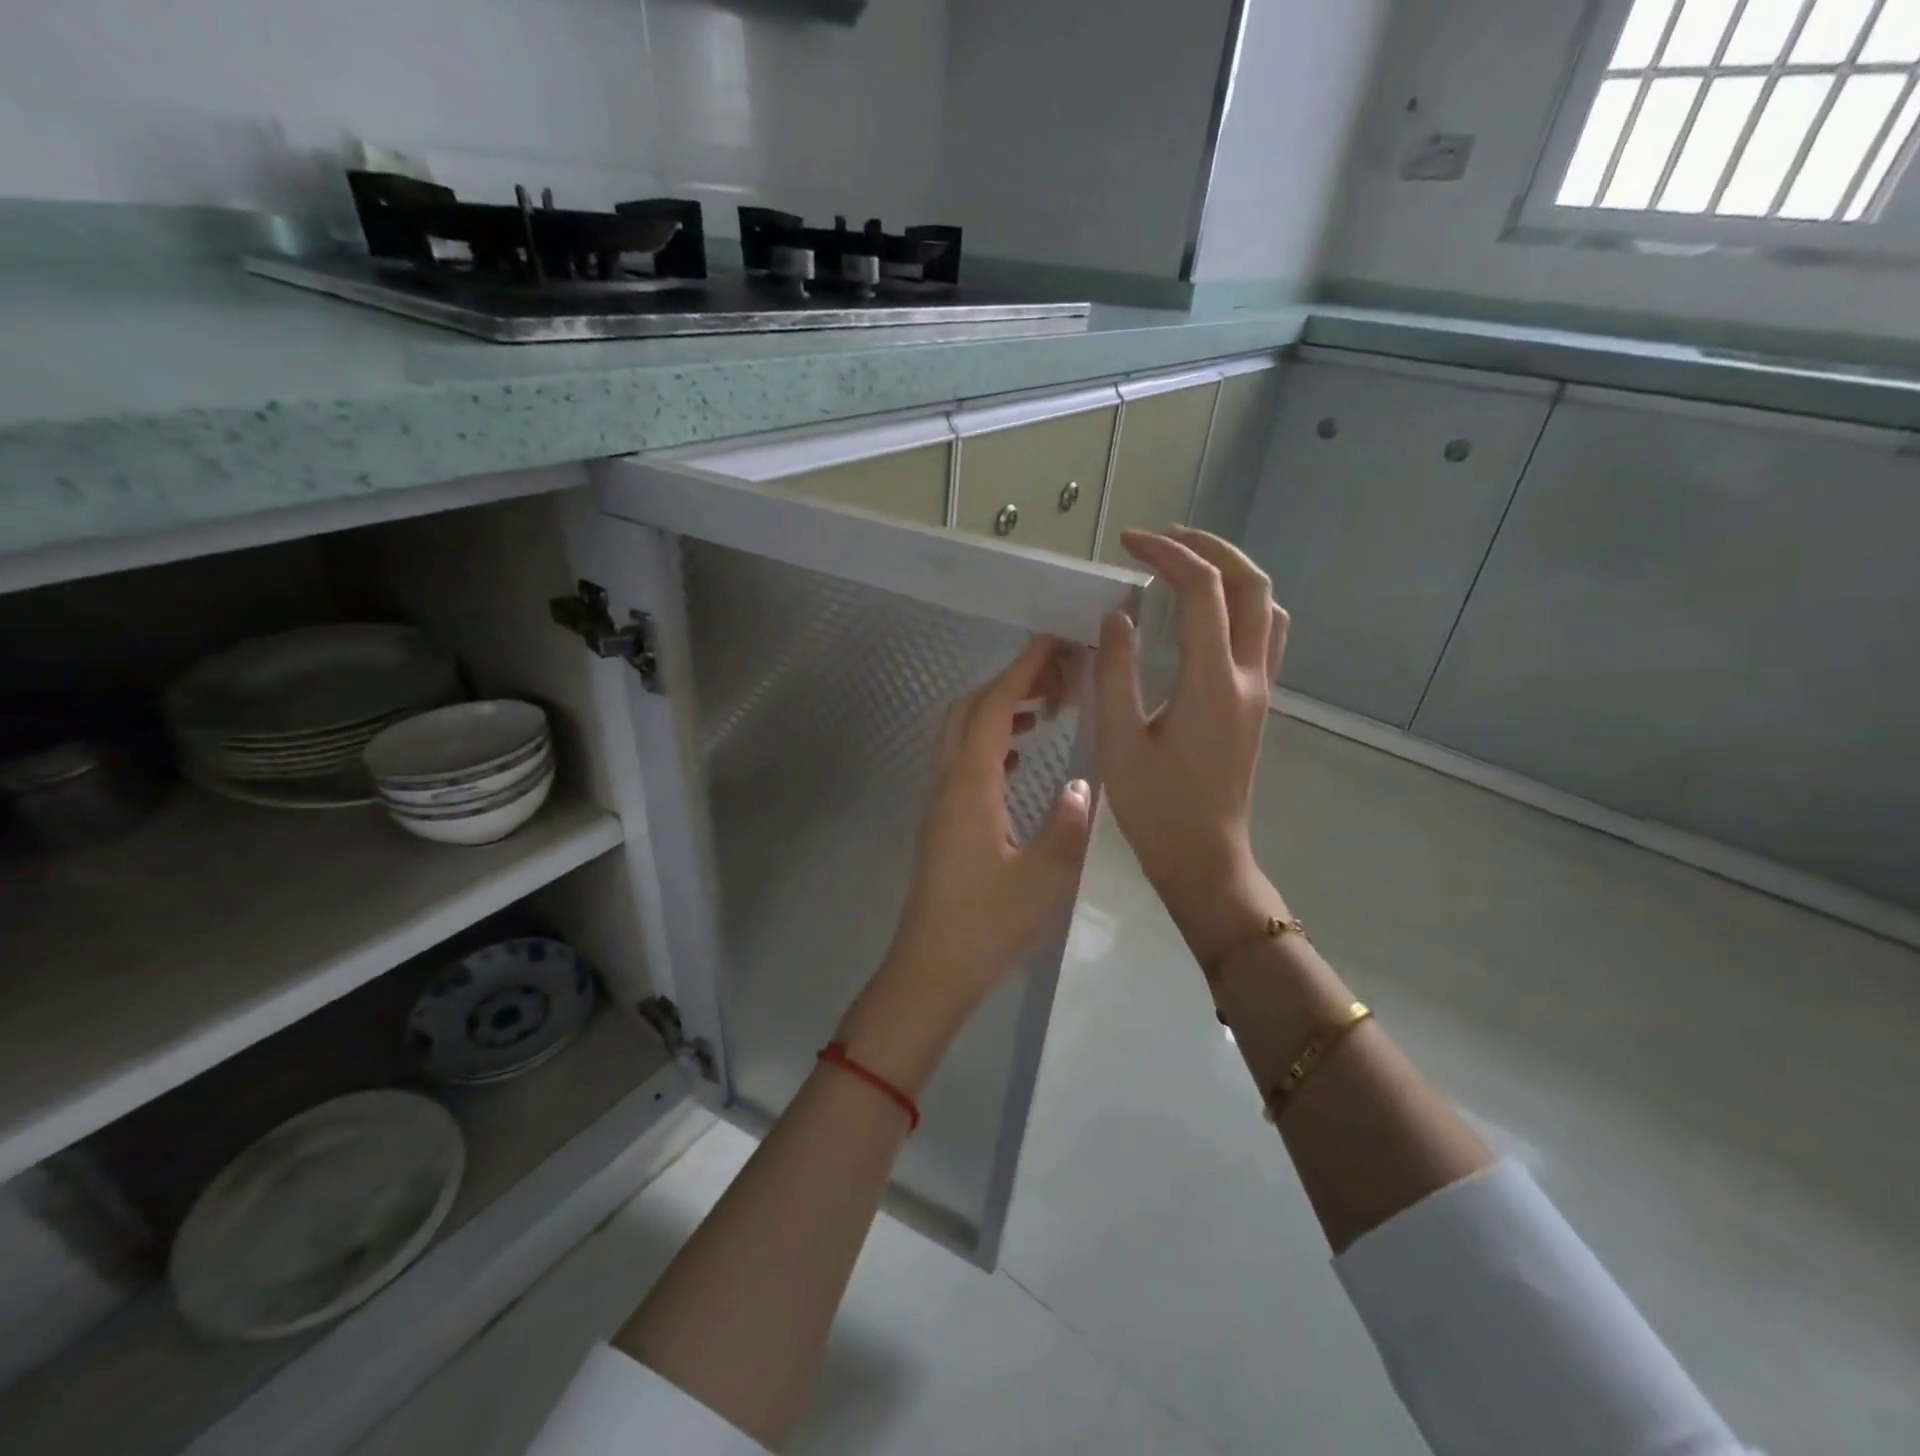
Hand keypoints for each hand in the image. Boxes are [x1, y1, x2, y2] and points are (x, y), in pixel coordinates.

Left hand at [839, 636, 1094, 1092]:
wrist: (931, 968)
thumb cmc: (987, 925)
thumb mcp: (1043, 879)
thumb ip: (1069, 826)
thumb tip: (1086, 784)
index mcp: (970, 786)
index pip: (993, 708)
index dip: (1022, 670)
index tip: (1053, 643)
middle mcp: (947, 783)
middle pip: (968, 711)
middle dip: (1009, 683)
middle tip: (1055, 677)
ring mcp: (939, 802)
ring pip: (962, 735)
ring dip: (998, 712)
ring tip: (1044, 709)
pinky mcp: (942, 822)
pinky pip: (963, 763)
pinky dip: (991, 744)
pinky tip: (1020, 758)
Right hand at [1095, 525, 1290, 967]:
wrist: (1203, 855)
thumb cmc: (1154, 806)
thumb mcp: (1118, 740)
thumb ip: (1115, 671)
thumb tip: (1119, 615)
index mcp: (1211, 681)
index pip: (1202, 590)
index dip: (1167, 555)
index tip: (1129, 543)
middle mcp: (1248, 676)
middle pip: (1251, 584)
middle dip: (1210, 548)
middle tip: (1164, 538)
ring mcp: (1260, 689)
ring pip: (1267, 606)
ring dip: (1233, 572)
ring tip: (1188, 563)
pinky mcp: (1257, 703)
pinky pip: (1265, 633)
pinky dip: (1242, 603)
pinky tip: (1210, 613)